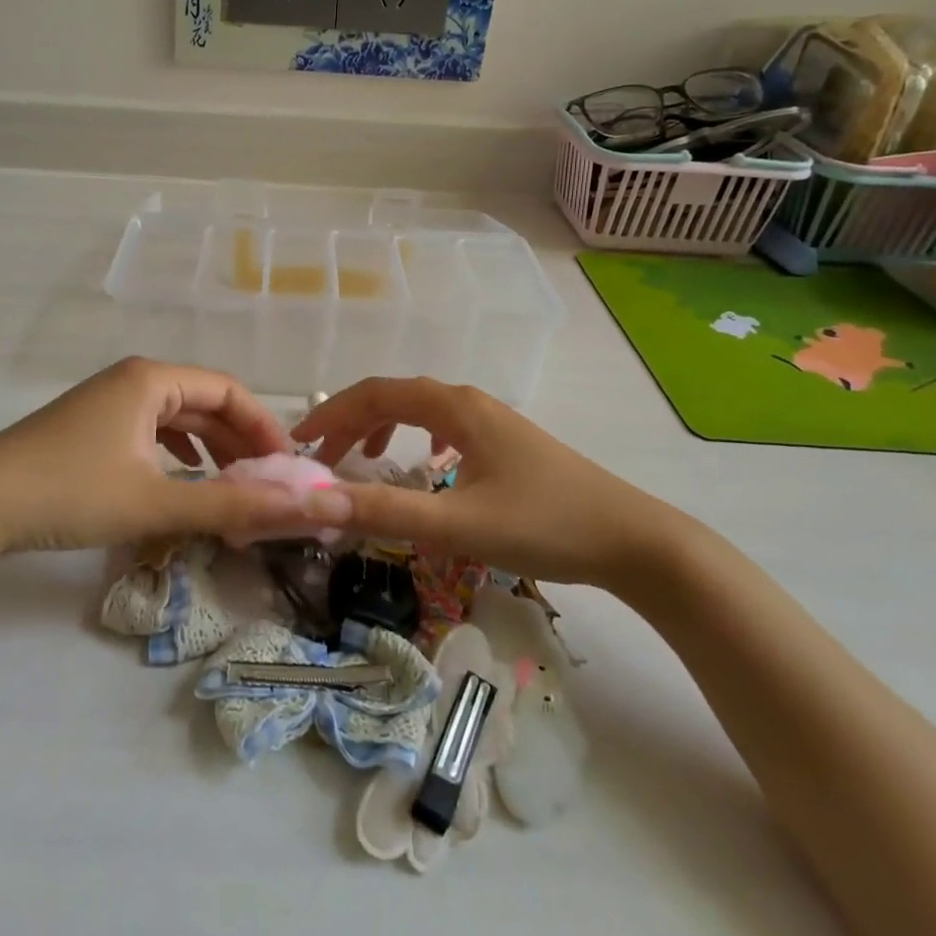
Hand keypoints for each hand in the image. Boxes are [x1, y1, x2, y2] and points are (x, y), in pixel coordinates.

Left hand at [0, 358, 351, 558]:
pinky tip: (182, 481)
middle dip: (238, 442)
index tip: (287, 469)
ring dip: (209, 450)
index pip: (229, 391)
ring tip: (233, 486)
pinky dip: (176, 455)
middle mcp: (133, 380)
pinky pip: (150, 432)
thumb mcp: (156, 502)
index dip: (264, 427)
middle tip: (266, 485)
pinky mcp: (90, 428)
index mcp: (152, 379)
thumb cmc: (71, 493)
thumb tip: (302, 509)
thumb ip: (231, 506)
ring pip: (176, 419)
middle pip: (204, 403)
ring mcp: (108, 402)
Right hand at [293, 377, 677, 589]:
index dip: (332, 414)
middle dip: (352, 422)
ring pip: (422, 410)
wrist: (634, 541)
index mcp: (455, 408)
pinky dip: (418, 438)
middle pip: (396, 397)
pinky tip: (427, 463)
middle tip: (322, 458)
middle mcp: (470, 403)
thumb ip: (387, 512)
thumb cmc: (545, 526)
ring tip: (363, 457)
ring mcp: (492, 421)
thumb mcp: (458, 525)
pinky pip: (446, 427)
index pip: (376, 394)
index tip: (300, 445)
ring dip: (383, 427)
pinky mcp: (508, 444)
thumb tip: (317, 502)